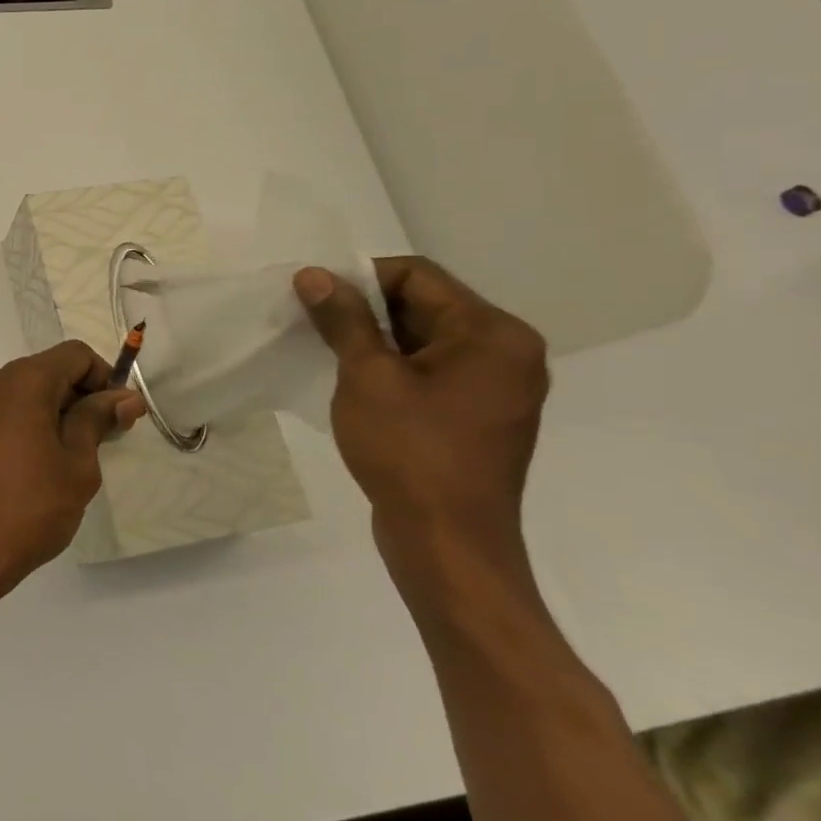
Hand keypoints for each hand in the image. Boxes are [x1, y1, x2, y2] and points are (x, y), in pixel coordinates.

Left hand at [0, 341, 143, 603]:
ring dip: (47, 411)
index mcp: (22, 379)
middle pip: (45, 371)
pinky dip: (19, 420)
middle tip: (99, 441)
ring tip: (62, 458)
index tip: (117, 417)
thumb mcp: (77, 466)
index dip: (103, 379)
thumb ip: (97, 421)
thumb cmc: (28, 509)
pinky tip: (28, 461)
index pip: (75, 356)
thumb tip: (125, 397)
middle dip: (76, 398)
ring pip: (19, 390)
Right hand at [293, 257, 548, 564]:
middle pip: (425, 304)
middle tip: (313, 322)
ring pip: (425, 338)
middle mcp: (507, 352)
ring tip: (327, 350)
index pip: (418, 276)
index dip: (360, 278)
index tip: (314, 297)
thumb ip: (344, 319)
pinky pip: (432, 370)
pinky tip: (354, 380)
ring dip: (374, 338)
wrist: (447, 546)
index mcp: (493, 334)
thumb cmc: (410, 452)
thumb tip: (313, 275)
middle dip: (365, 308)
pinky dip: (392, 366)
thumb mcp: (367, 376)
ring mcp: (496, 387)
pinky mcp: (480, 414)